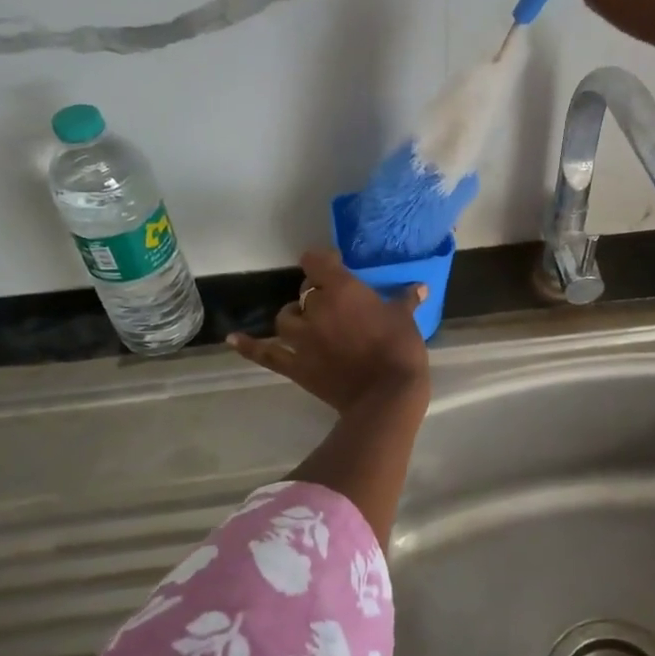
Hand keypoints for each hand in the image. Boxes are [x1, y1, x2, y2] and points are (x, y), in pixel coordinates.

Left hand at [227, 250, 428, 412]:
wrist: (386, 395)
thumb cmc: (399, 349)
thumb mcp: (405, 319)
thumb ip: (406, 300)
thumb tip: (420, 287)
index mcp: (341, 290)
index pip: (317, 261)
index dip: (323, 260)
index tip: (335, 264)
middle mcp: (315, 308)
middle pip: (305, 291)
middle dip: (316, 293)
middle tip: (333, 302)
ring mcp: (301, 338)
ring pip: (285, 317)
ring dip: (294, 316)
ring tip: (306, 322)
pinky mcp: (294, 365)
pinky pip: (264, 353)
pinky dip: (248, 346)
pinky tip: (234, 338)